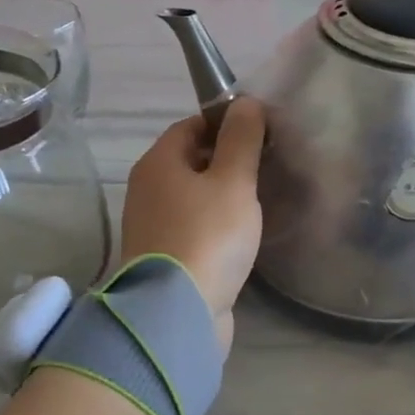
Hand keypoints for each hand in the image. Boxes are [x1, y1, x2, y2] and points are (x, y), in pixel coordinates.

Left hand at [119, 99, 265, 354]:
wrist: (177, 312)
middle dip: (226, 160)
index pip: (191, 125)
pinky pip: (193, 228)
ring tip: (260, 199)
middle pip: (190, 161)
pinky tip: (241, 235)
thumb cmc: (207, 236)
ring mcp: (152, 227)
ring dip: (222, 195)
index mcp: (158, 163)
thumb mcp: (233, 181)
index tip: (261, 133)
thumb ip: (242, 140)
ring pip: (192, 197)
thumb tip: (247, 102)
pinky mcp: (164, 259)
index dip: (226, 123)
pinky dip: (215, 225)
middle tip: (267, 166)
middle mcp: (147, 190)